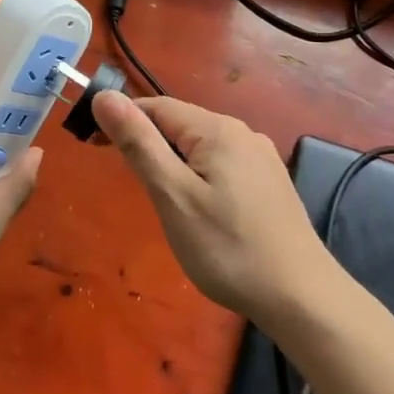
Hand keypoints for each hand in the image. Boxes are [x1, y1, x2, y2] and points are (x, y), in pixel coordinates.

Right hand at [91, 90, 336, 323]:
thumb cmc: (227, 248)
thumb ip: (138, 143)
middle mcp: (242, 132)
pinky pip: (221, 164)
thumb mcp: (172, 195)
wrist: (300, 296)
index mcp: (216, 129)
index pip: (156, 107)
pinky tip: (198, 209)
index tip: (93, 147)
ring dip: (171, 161)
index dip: (121, 120)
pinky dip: (197, 175)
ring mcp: (260, 157)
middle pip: (179, 124)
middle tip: (128, 185)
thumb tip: (104, 97)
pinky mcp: (269, 182)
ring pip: (200, 146)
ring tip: (159, 200)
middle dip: (147, 143)